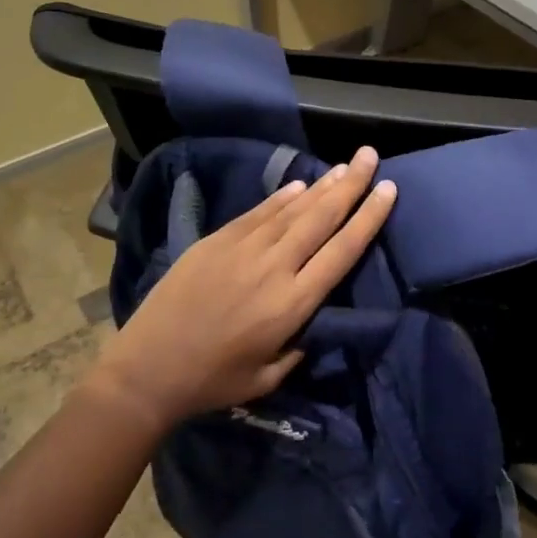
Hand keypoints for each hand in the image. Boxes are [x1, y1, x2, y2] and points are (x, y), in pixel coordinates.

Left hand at [90, 146, 396, 430]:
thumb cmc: (213, 380)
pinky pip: (259, 213)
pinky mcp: (217, 240)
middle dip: (351, 185)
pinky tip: (300, 185)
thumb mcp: (269, 377)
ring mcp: (243, 248)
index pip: (342, 251)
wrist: (148, 367)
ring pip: (293, 209)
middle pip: (321, 218)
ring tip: (345, 165)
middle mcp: (274, 267)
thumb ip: (299, 344)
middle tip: (371, 156)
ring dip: (322, 186)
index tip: (388, 190)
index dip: (368, 218)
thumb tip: (314, 317)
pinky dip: (282, 198)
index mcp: (292, 304)